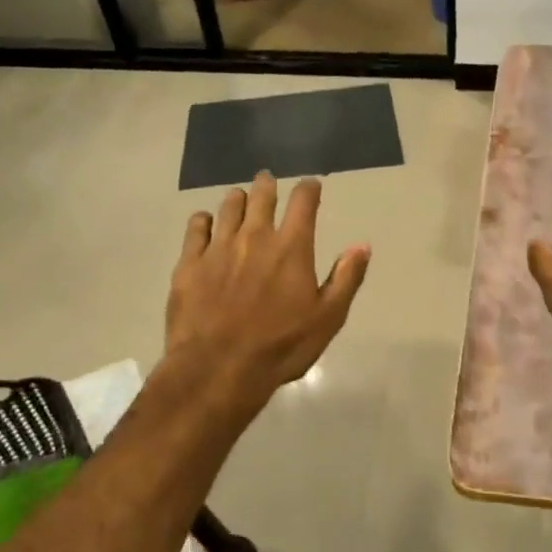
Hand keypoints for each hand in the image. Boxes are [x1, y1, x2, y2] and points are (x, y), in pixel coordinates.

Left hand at [166, 172, 369, 402]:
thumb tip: (362, 245)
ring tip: (240, 201)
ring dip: (238, 199)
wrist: (218, 369)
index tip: (311, 186)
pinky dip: (204, 220)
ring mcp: (218, 247)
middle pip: (262, 194)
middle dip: (268, 185)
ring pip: (228, 205)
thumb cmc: (281, 347)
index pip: (303, 201)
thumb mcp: (328, 318)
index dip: (309, 188)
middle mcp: (255, 236)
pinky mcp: (189, 262)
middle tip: (268, 183)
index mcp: (292, 247)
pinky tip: (206, 225)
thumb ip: (346, 278)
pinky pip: (196, 227)